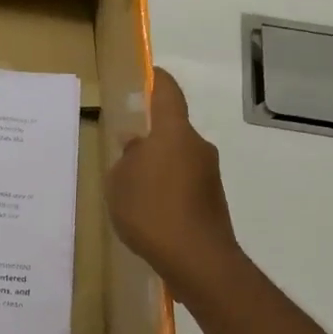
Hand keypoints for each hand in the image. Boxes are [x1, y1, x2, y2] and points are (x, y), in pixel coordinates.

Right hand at [107, 68, 244, 303]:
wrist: (197, 259)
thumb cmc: (151, 211)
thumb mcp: (119, 183)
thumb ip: (126, 159)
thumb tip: (136, 146)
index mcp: (173, 133)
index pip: (168, 93)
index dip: (157, 80)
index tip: (148, 74)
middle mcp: (197, 146)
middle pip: (171, 130)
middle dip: (149, 137)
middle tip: (123, 151)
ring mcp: (209, 174)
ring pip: (178, 158)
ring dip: (158, 166)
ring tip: (132, 189)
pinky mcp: (213, 200)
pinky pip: (185, 182)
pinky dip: (167, 188)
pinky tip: (149, 212)